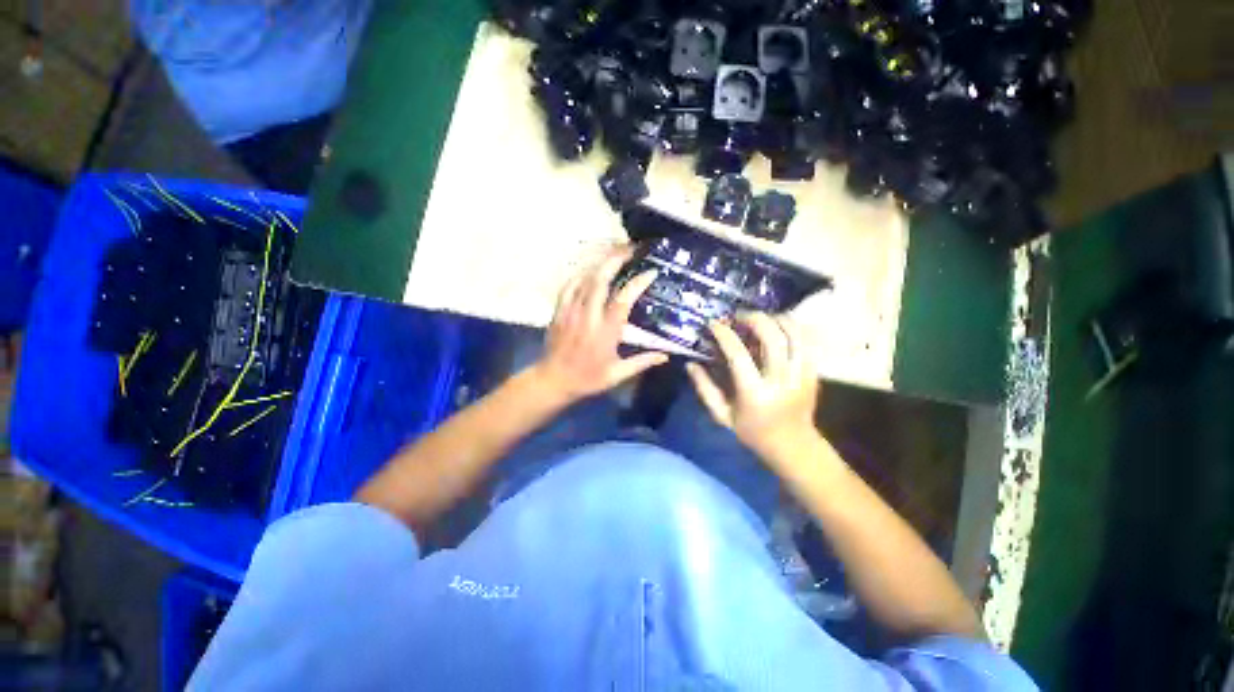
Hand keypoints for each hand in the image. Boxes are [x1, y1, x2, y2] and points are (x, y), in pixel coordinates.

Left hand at [532, 246, 667, 402]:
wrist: (553, 380)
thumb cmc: (588, 378)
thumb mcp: (617, 374)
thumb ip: (642, 362)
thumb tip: (666, 355)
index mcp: (605, 332)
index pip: (623, 300)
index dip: (638, 283)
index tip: (651, 272)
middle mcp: (588, 317)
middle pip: (600, 280)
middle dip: (616, 260)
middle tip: (630, 249)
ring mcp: (571, 311)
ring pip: (584, 279)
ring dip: (600, 264)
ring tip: (613, 254)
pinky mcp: (559, 311)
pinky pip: (569, 286)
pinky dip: (581, 275)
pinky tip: (589, 271)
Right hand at [686, 313, 820, 462]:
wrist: (793, 445)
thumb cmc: (752, 431)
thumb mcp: (722, 415)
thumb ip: (705, 389)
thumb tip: (690, 364)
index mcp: (755, 394)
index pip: (739, 355)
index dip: (725, 335)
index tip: (713, 324)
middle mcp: (781, 381)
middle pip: (772, 337)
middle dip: (753, 319)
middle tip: (738, 316)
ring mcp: (802, 375)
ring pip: (794, 334)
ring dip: (775, 319)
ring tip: (759, 318)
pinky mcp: (813, 372)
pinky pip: (806, 341)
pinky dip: (792, 327)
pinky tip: (777, 326)